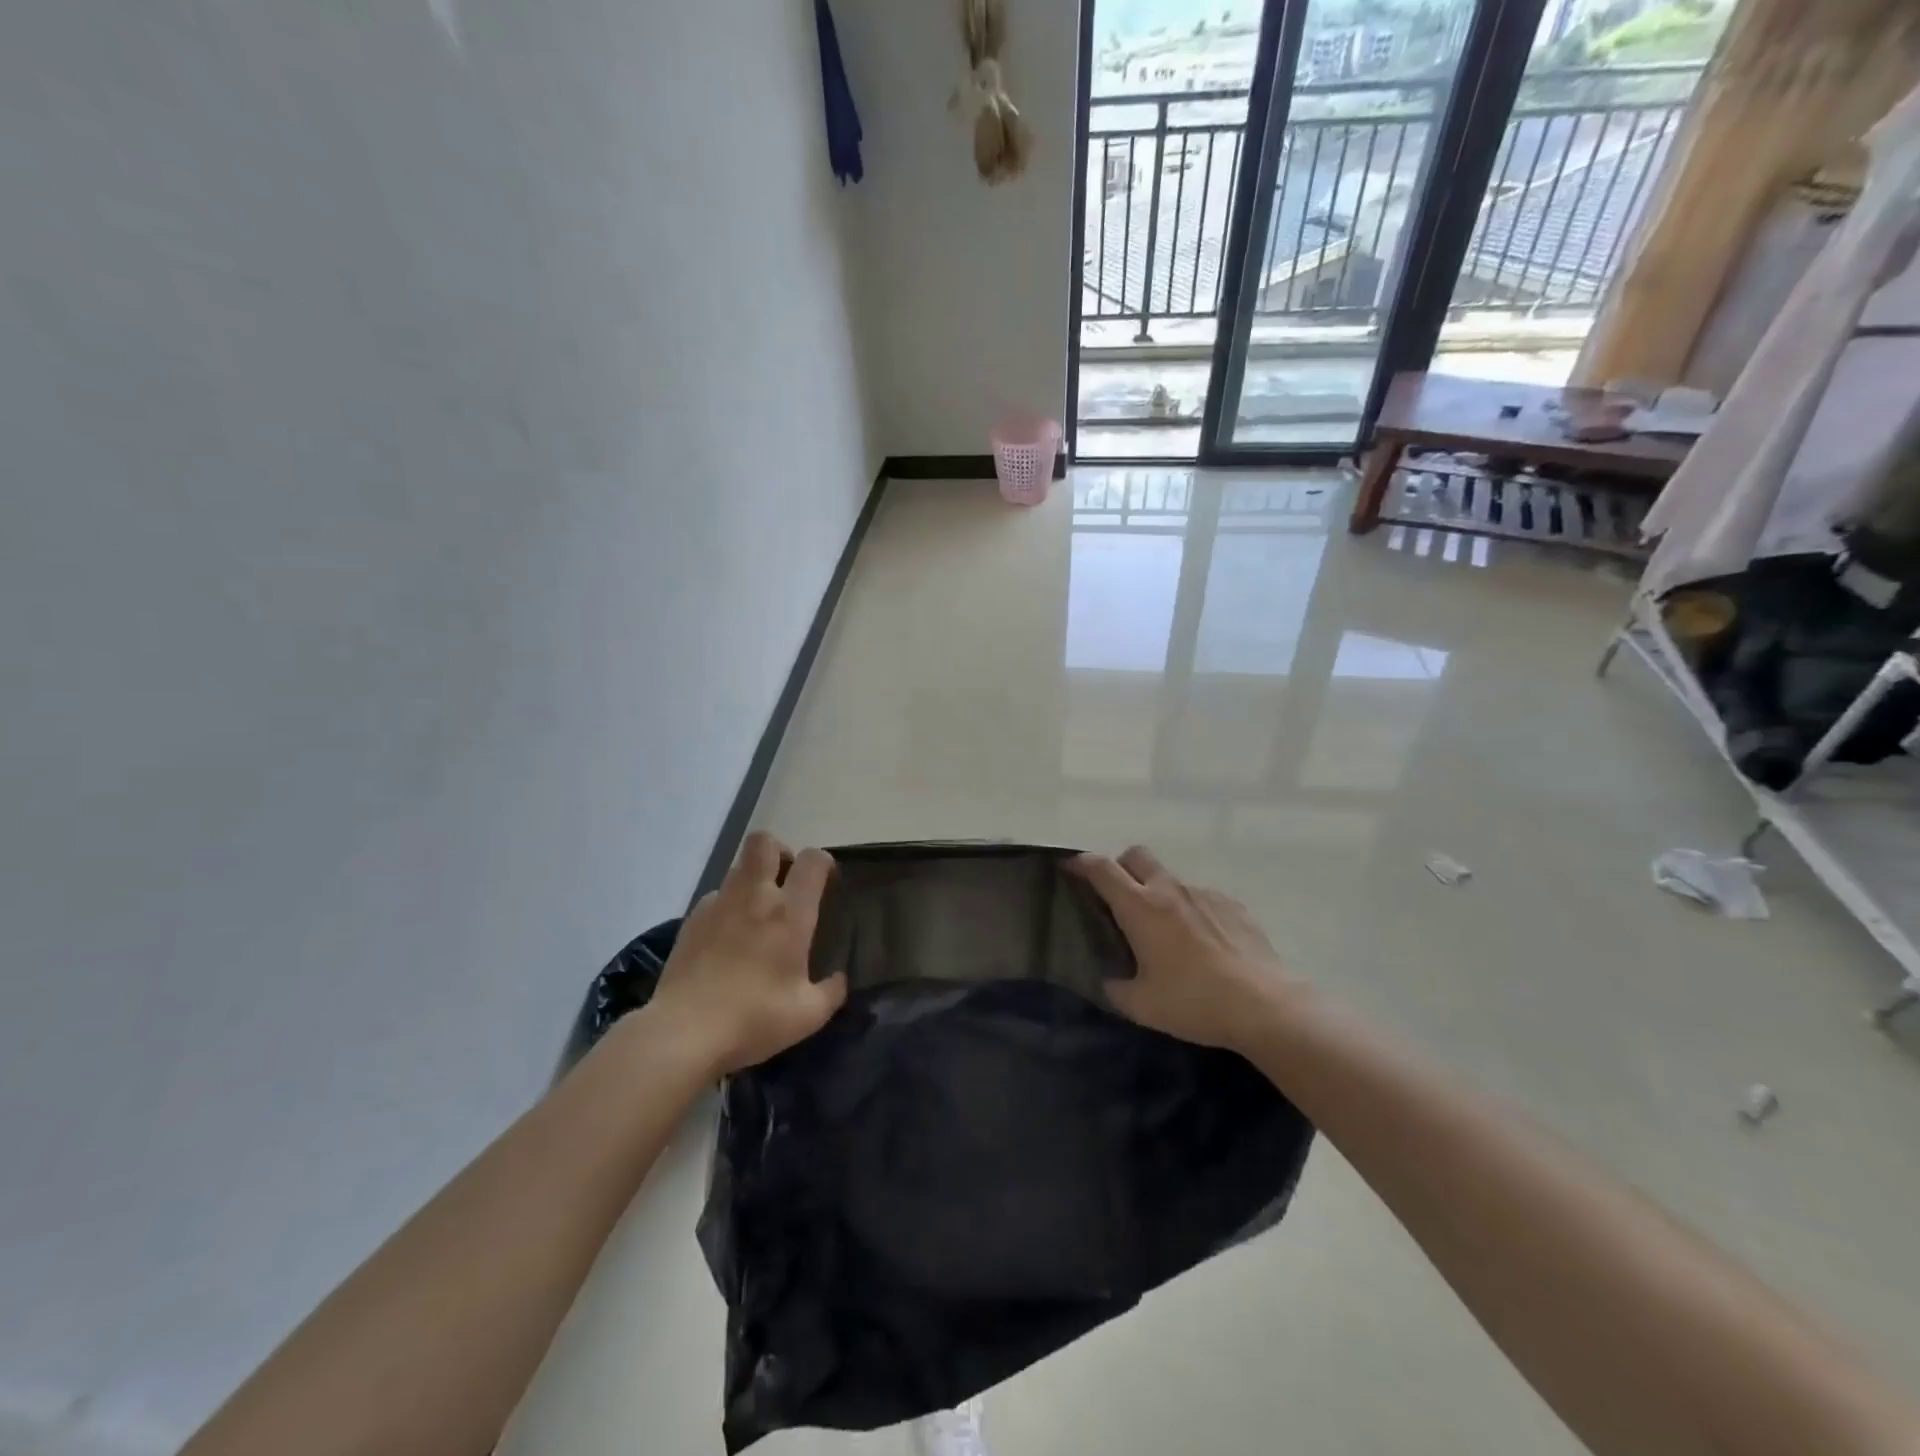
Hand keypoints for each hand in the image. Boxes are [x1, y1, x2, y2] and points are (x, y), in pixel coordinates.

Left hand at [648, 832, 846, 1075]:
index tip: (826, 883)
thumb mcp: (808, 1015)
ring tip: (757, 914)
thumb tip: (839, 979)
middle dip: (779, 852)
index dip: (823, 863)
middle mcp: (755, 897)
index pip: (812, 860)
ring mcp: (718, 905)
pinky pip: (716, 897)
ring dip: (753, 880)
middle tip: (786, 881)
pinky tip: (727, 939)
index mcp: (790, 913)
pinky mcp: (691, 921)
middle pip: (764, 842)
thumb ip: (831, 991)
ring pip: (738, 867)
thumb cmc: (754, 1019)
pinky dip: (727, 907)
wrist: (684, 1032)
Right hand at [1073, 845, 1301, 1055]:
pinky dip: (1191, 910)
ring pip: (1170, 878)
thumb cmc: (1194, 1002)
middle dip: (1120, 867)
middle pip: (1136, 855)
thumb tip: (1110, 979)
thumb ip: (1116, 987)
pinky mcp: (1233, 905)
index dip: (1081, 863)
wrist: (1265, 1006)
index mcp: (1140, 907)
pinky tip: (1202, 943)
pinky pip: (1201, 897)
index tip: (1070, 868)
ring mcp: (1204, 893)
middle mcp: (1169, 889)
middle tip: (1118, 897)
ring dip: (1158, 892)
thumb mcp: (1141, 1005)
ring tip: (1166, 931)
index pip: (1101, 868)